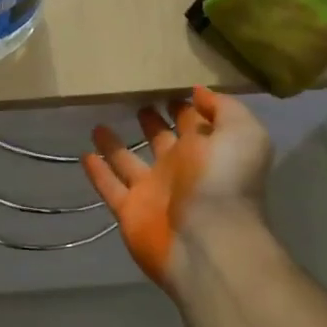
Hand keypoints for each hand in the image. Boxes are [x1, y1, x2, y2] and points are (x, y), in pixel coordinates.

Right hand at [82, 86, 271, 291]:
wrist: (208, 241)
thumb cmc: (225, 180)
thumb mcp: (242, 133)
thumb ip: (223, 109)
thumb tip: (199, 92)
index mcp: (207, 149)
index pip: (192, 122)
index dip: (182, 104)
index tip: (163, 85)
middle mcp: (179, 168)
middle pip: (160, 140)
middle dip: (151, 122)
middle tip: (132, 101)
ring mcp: (152, 191)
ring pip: (128, 162)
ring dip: (115, 145)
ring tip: (98, 125)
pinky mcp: (129, 211)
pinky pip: (109, 187)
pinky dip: (97, 173)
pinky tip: (84, 155)